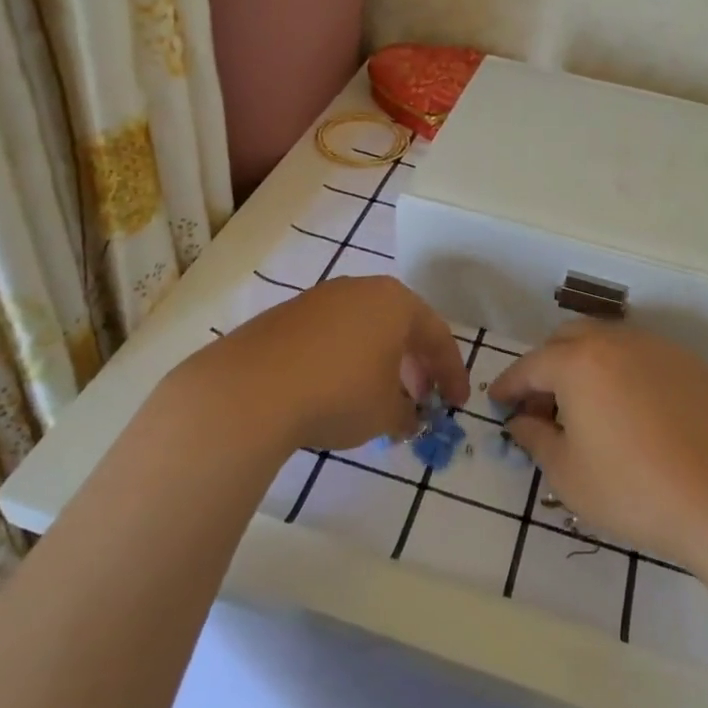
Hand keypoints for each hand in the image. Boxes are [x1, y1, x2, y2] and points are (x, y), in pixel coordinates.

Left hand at [160, 276, 469, 455]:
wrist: (250, 389)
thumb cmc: (338, 393)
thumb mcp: (385, 413)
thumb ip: (407, 414)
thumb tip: (408, 418)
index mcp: (395, 302)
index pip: (437, 335)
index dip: (452, 373)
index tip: (457, 404)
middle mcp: (360, 289)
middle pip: (401, 326)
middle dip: (416, 366)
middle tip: (421, 400)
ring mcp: (320, 299)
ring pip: (365, 329)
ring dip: (381, 362)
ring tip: (380, 398)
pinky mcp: (287, 315)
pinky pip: (332, 336)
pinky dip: (346, 360)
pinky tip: (338, 390)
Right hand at [489, 323, 707, 563]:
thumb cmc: (631, 490)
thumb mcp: (567, 473)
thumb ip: (534, 437)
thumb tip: (521, 421)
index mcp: (578, 363)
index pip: (530, 366)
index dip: (508, 385)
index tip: (497, 403)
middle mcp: (615, 342)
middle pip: (568, 339)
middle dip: (547, 366)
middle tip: (542, 406)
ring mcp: (657, 348)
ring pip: (607, 342)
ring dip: (586, 365)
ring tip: (587, 407)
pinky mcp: (689, 364)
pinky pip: (642, 356)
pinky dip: (623, 372)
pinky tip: (631, 410)